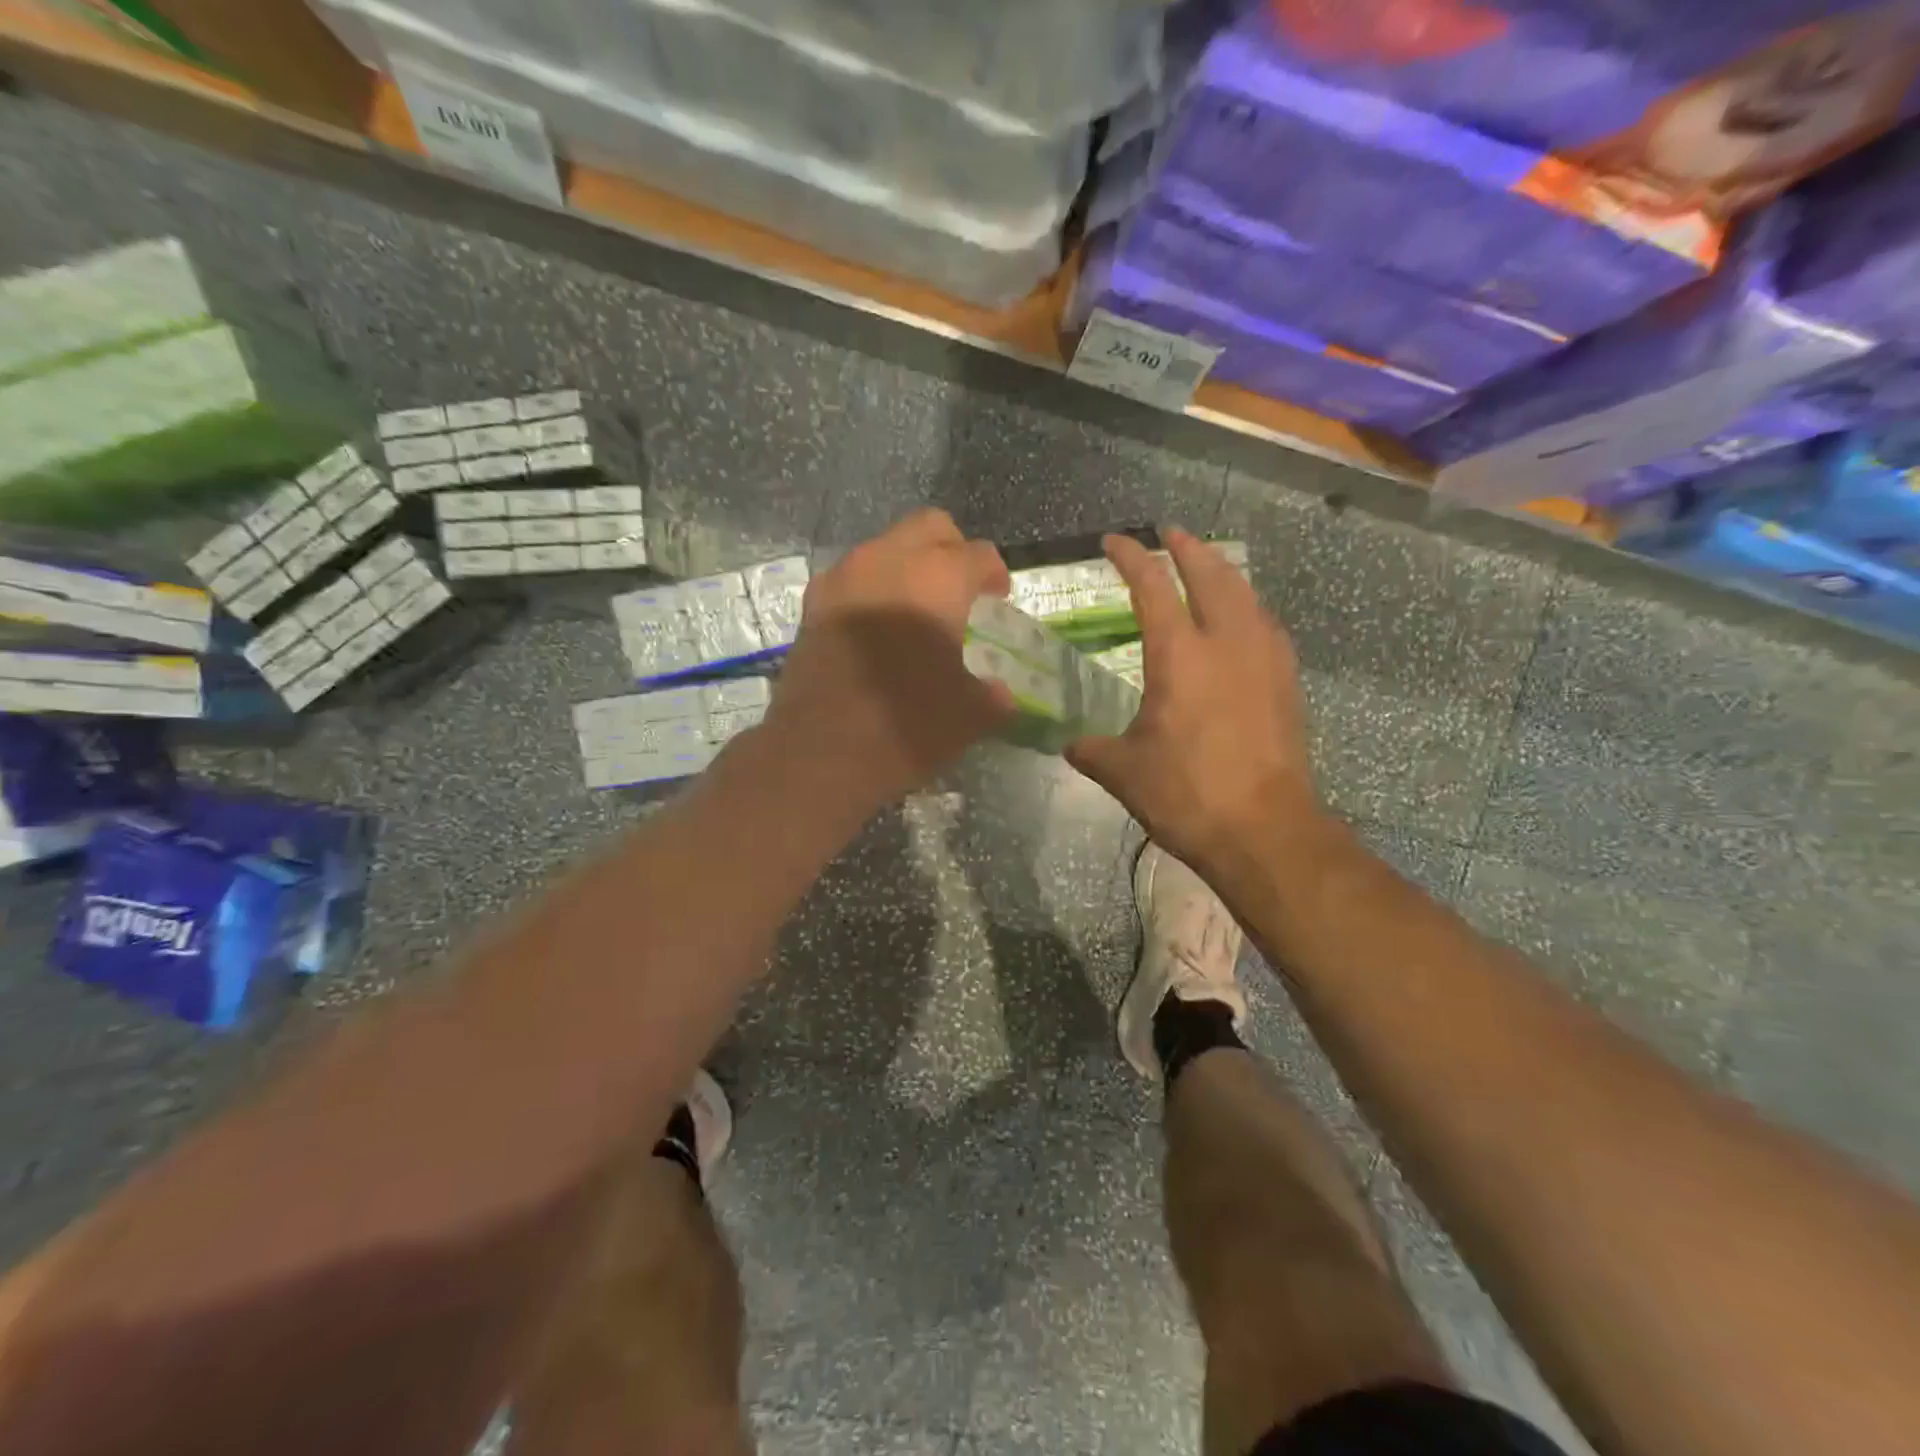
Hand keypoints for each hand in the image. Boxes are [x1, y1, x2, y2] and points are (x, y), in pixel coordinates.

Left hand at [763, 509, 1012, 818]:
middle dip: (952, 551)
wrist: (820, 753)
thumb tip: (1000, 693)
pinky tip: (878, 629)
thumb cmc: (908, 726)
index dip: (996, 575)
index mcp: (938, 578)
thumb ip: (994, 695)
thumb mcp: (971, 716)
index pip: (980, 555)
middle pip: (930, 527)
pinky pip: (852, 576)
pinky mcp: (813, 604)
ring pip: (885, 547)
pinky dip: (872, 589)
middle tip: (961, 590)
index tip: (998, 600)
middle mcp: (888, 561)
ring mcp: (843, 578)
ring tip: (917, 610)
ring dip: (908, 567)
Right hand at [1067, 528, 1324, 878]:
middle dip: (1188, 546)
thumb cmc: (1188, 795)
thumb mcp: (1124, 773)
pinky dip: (1248, 607)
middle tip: (1170, 533)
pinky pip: (1266, 624)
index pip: (1152, 587)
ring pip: (1246, 593)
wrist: (1265, 831)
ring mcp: (1265, 658)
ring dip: (1222, 572)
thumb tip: (1070, 745)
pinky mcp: (1287, 682)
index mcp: (1180, 655)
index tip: (1114, 541)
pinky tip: (1243, 621)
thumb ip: (1092, 750)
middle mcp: (1227, 642)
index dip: (1131, 558)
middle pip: (1211, 573)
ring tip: (1207, 566)